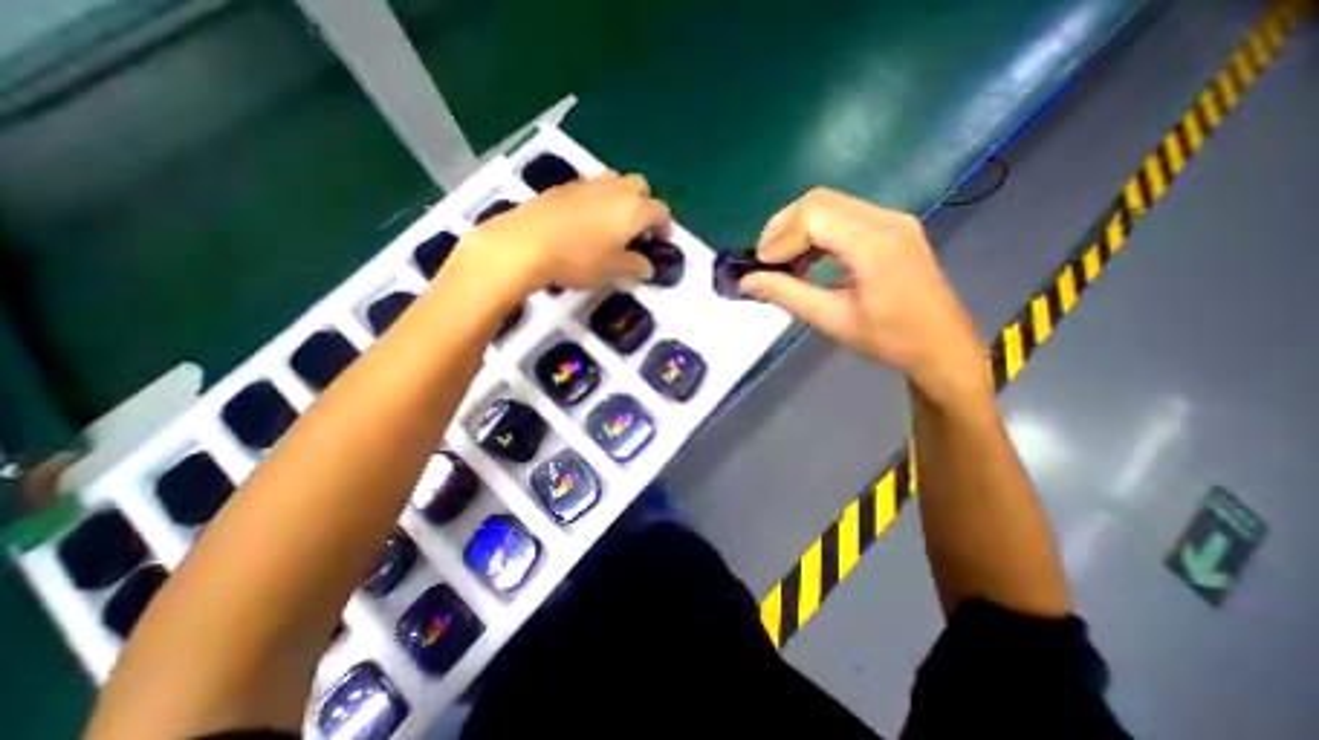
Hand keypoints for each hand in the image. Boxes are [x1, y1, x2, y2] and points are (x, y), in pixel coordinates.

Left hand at [461, 174, 669, 297]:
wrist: (527, 243)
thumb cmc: (579, 259)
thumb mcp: (613, 271)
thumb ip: (636, 267)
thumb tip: (648, 267)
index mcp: (633, 210)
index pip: (660, 211)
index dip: (665, 226)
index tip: (661, 241)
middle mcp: (615, 190)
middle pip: (641, 186)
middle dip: (645, 204)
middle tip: (637, 228)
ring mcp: (588, 184)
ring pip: (615, 181)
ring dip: (622, 197)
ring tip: (613, 221)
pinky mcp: (564, 187)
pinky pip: (591, 187)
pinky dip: (598, 199)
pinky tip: (586, 221)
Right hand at [741, 186, 988, 405]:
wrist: (942, 345)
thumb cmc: (890, 339)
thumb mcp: (832, 320)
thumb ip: (787, 295)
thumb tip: (747, 281)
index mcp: (875, 244)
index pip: (813, 215)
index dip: (780, 236)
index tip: (762, 266)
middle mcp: (886, 220)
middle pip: (819, 201)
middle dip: (783, 226)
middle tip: (765, 260)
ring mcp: (892, 220)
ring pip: (830, 204)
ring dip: (798, 228)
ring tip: (782, 261)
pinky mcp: (892, 227)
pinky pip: (844, 215)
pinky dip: (816, 232)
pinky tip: (808, 259)